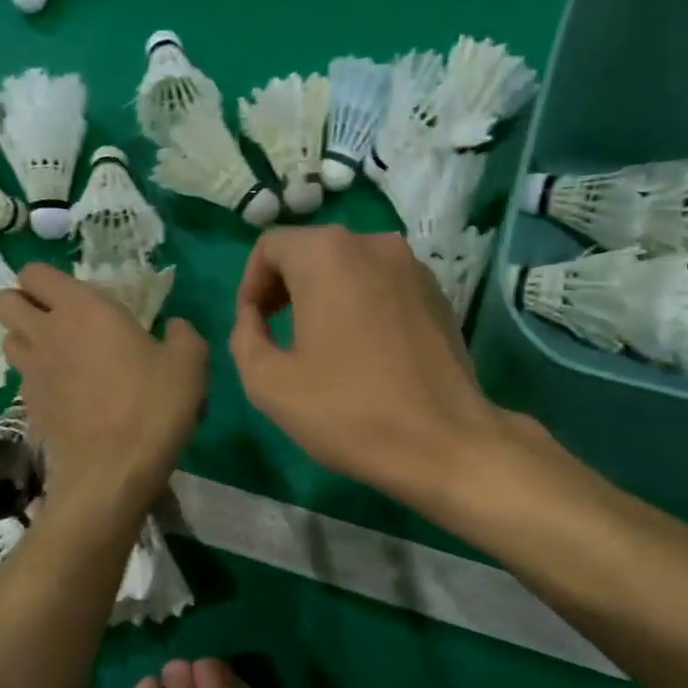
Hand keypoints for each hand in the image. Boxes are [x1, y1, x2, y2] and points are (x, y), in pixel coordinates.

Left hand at [0, 264, 206, 514]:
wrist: (113, 471)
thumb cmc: (152, 405)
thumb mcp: (189, 363)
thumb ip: (183, 336)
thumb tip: (175, 327)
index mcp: (81, 308)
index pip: (34, 272)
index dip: (46, 280)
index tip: (75, 296)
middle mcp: (45, 333)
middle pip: (5, 301)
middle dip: (23, 304)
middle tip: (58, 320)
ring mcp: (31, 372)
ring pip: (8, 340)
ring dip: (26, 340)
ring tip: (59, 354)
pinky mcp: (28, 407)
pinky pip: (23, 380)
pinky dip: (37, 379)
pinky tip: (67, 394)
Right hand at [229, 227, 519, 508]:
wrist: (443, 443)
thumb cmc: (348, 411)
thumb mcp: (268, 383)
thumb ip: (244, 337)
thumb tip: (253, 317)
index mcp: (327, 255)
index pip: (270, 246)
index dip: (250, 284)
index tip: (252, 326)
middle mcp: (373, 243)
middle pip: (311, 251)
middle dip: (285, 287)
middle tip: (276, 334)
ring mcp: (413, 266)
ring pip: (349, 265)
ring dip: (323, 294)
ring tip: (319, 344)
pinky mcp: (438, 293)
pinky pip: (383, 284)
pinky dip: (361, 303)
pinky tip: (363, 350)